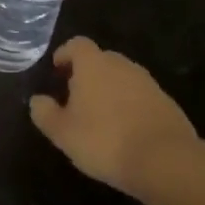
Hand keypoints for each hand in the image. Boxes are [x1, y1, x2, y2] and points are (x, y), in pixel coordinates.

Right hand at [29, 37, 195, 197]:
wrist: (165, 160)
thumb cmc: (104, 140)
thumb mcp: (62, 132)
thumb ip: (45, 113)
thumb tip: (37, 100)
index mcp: (93, 65)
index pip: (77, 44)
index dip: (65, 54)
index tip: (57, 70)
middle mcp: (122, 65)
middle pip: (101, 59)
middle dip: (87, 73)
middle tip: (75, 96)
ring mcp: (148, 83)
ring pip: (122, 78)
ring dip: (109, 90)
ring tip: (100, 116)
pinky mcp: (167, 102)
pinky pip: (140, 96)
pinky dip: (130, 105)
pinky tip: (125, 130)